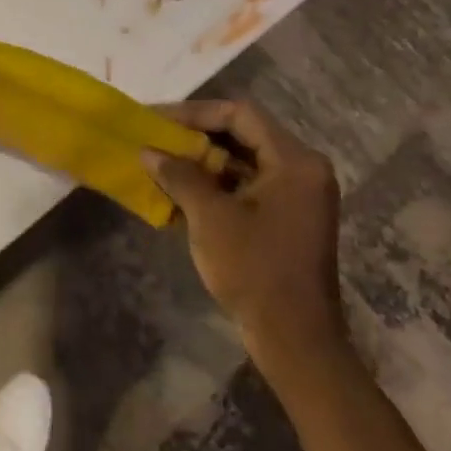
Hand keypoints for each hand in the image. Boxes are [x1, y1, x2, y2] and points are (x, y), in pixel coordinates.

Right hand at [146, 100, 344, 365]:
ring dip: (204, 161)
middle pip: (244, 134)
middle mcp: (303, 169)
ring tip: (162, 162)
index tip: (157, 120)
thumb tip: (148, 151)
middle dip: (197, 135)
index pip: (240, 114)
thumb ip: (180, 176)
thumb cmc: (254, 270)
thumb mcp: (210, 218)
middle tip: (156, 137)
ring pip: (245, 161)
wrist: (294, 338)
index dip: (195, 112)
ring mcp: (298, 195)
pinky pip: (249, 186)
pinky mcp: (288, 217)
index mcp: (295, 161)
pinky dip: (217, 185)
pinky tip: (182, 191)